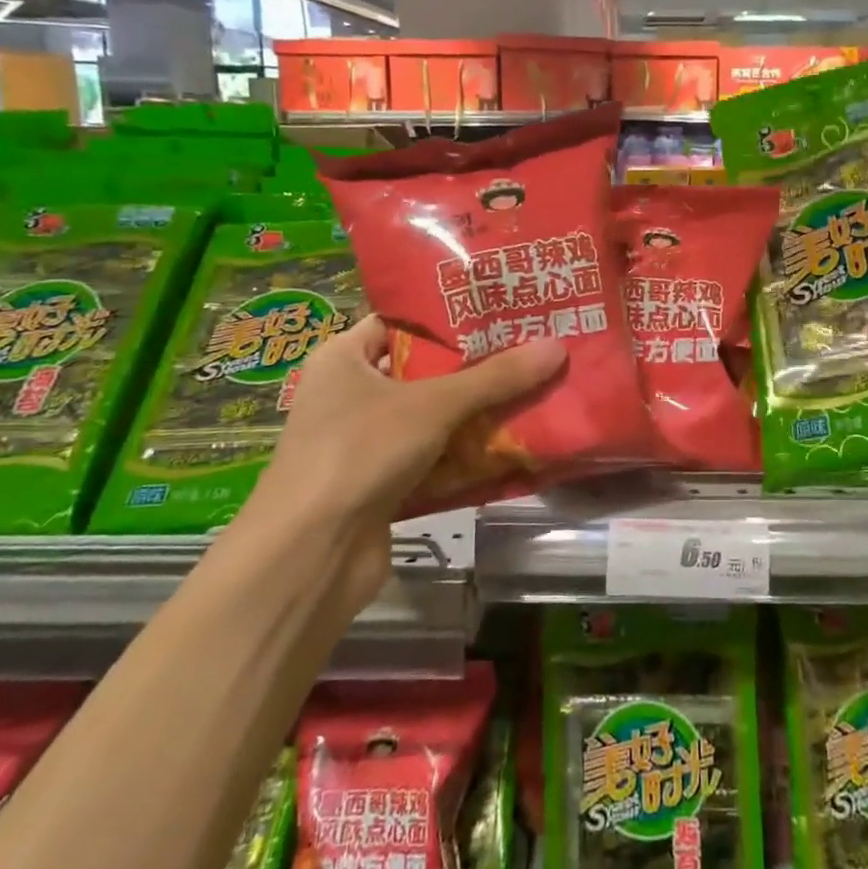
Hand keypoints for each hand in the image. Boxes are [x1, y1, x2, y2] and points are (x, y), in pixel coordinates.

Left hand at [234, 316, 564, 592]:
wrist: (310, 556)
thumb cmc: (360, 451)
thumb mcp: (433, 404)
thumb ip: (495, 377)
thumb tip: (557, 347)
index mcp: (344, 359)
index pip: (402, 323)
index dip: (450, 317)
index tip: (502, 311)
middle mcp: (351, 396)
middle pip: (425, 372)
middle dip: (477, 368)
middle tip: (532, 349)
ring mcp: (366, 445)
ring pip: (434, 419)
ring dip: (479, 415)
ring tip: (537, 391)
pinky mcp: (383, 486)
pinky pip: (435, 459)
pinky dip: (467, 456)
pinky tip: (514, 446)